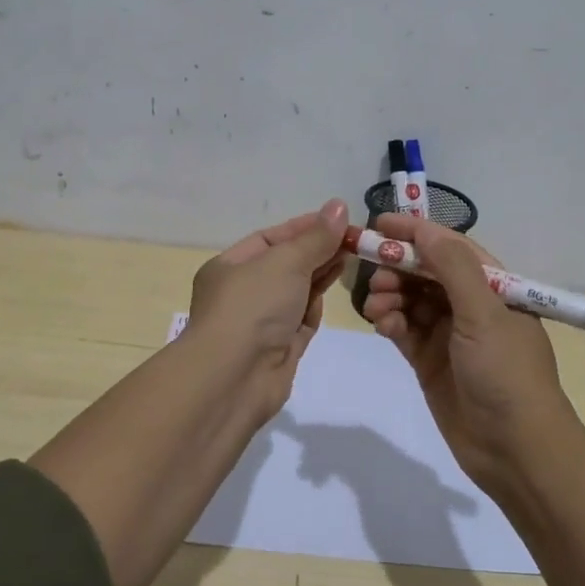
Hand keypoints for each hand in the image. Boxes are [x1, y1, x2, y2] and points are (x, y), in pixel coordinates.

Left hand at [187, 199, 349, 421]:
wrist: (234, 378)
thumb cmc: (252, 307)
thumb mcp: (285, 262)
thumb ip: (315, 237)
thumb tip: (339, 207)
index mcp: (229, 266)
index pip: (270, 239)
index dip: (304, 227)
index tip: (339, 219)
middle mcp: (242, 293)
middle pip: (285, 264)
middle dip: (318, 250)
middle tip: (355, 237)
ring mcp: (261, 323)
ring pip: (296, 291)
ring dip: (322, 273)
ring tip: (353, 254)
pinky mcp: (280, 348)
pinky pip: (302, 318)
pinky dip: (317, 303)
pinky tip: (336, 286)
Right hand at [360, 213, 577, 491]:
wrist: (514, 449)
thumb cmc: (506, 372)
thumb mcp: (486, 314)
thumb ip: (454, 268)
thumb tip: (424, 230)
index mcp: (494, 287)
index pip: (451, 247)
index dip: (417, 233)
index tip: (380, 224)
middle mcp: (471, 305)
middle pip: (426, 272)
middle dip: (399, 267)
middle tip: (374, 272)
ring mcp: (449, 334)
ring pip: (411, 299)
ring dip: (391, 295)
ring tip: (377, 306)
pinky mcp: (429, 360)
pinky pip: (404, 329)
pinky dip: (390, 322)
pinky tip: (382, 325)